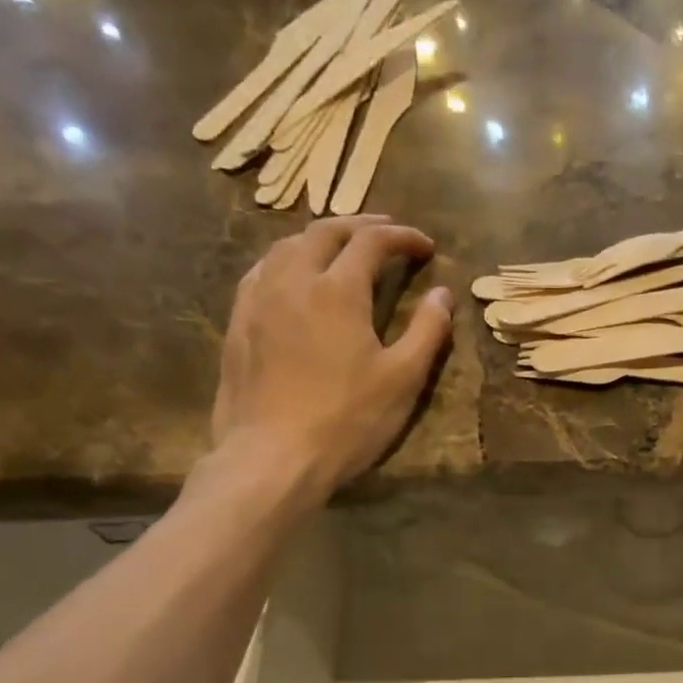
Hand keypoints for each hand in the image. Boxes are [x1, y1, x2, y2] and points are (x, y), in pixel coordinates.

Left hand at [210, 215, 451, 499]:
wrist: (274, 456)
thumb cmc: (347, 421)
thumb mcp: (402, 380)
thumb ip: (427, 332)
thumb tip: (444, 294)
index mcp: (338, 290)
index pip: (372, 242)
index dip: (402, 237)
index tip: (425, 246)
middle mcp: (294, 280)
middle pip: (325, 232)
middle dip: (360, 226)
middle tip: (386, 234)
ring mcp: (259, 299)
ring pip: (287, 246)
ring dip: (320, 238)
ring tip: (340, 248)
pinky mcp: (239, 323)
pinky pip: (262, 271)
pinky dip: (287, 261)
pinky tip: (292, 278)